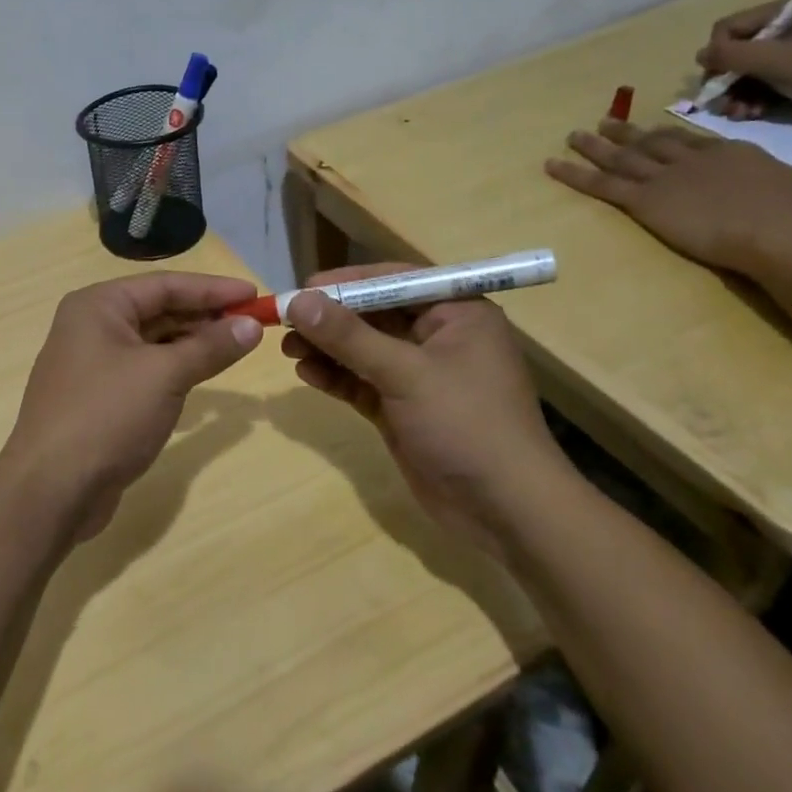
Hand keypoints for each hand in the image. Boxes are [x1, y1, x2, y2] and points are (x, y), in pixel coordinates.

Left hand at [0, 272, 262, 539]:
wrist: (52, 489)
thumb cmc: (107, 416)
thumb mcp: (165, 376)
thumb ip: (210, 347)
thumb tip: (251, 327)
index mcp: (98, 306)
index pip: (165, 285)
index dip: (213, 289)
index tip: (254, 294)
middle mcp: (91, 326)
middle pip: (158, 310)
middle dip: (205, 316)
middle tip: (252, 324)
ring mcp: (91, 364)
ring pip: (152, 342)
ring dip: (192, 343)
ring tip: (235, 347)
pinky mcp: (98, 398)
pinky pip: (144, 370)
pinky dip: (174, 369)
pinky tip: (202, 375)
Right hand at [279, 265, 565, 544]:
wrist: (505, 510)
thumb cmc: (466, 424)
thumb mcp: (406, 374)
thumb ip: (350, 336)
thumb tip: (298, 301)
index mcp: (456, 313)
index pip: (395, 281)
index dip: (348, 282)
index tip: (304, 288)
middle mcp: (439, 337)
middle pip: (374, 314)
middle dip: (331, 319)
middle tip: (286, 322)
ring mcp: (420, 375)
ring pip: (364, 350)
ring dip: (327, 348)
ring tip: (287, 349)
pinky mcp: (403, 407)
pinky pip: (363, 381)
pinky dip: (336, 376)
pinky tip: (307, 373)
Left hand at [546, 119, 791, 272]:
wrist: (783, 231)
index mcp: (734, 155)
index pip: (693, 142)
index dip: (669, 136)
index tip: (653, 131)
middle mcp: (693, 159)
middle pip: (651, 143)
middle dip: (625, 134)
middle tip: (602, 124)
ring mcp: (664, 177)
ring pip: (620, 157)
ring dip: (594, 146)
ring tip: (573, 136)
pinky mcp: (643, 199)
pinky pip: (599, 184)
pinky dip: (573, 174)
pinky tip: (551, 165)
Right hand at [699, 2, 791, 120]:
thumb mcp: (778, 61)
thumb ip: (733, 55)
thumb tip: (700, 55)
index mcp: (782, 12)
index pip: (726, 29)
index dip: (718, 56)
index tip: (721, 82)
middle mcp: (781, 27)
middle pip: (731, 53)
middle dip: (725, 82)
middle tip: (725, 106)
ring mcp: (787, 50)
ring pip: (740, 71)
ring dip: (734, 95)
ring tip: (740, 114)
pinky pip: (756, 82)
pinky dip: (749, 99)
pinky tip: (752, 114)